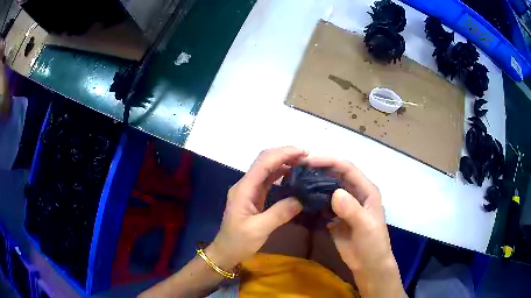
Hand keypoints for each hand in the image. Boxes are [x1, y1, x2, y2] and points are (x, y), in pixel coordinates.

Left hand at [207, 147, 306, 270]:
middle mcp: (245, 184)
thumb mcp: (259, 230)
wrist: (225, 252)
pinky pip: (268, 180)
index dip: (283, 154)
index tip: (304, 152)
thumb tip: (301, 199)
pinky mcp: (254, 197)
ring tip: (303, 162)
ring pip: (267, 168)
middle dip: (285, 154)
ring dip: (284, 162)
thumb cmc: (239, 242)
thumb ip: (279, 213)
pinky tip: (293, 175)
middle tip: (307, 156)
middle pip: (264, 160)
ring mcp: (249, 190)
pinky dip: (281, 174)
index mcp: (244, 189)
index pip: (264, 163)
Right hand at [304, 157, 403, 297]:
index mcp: (366, 190)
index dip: (329, 162)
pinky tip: (300, 199)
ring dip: (314, 184)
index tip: (308, 162)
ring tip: (295, 181)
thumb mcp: (365, 226)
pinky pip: (323, 203)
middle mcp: (355, 193)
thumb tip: (335, 193)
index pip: (347, 168)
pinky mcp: (335, 216)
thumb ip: (352, 209)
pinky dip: (313, 200)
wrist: (368, 265)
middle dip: (318, 170)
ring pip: (328, 188)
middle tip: (297, 170)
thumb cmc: (373, 244)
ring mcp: (344, 205)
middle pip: (336, 175)